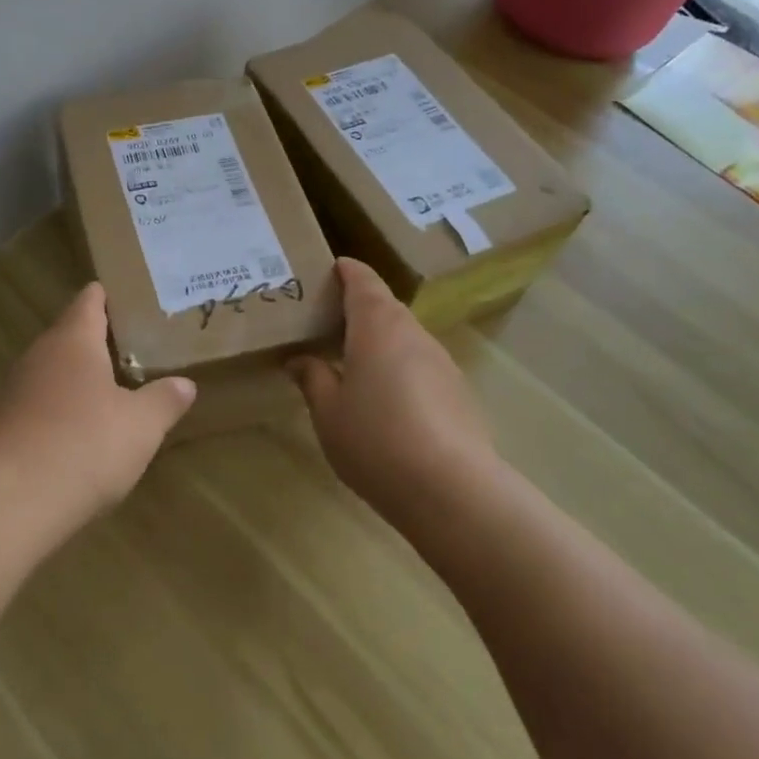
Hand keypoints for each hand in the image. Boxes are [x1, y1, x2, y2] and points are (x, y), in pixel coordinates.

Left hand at [0, 282, 195, 521]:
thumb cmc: (83, 446)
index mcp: (73, 341)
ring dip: (73, 382)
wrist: (6, 502)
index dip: (108, 296)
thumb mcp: (141, 426)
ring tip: (105, 396)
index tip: (129, 298)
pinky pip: (32, 408)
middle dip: (96, 344)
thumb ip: (164, 401)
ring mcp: (10, 391)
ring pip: (48, 374)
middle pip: (67, 337)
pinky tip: (71, 439)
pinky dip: (52, 414)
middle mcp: (37, 356)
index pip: (89, 301)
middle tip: (131, 352)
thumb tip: (184, 384)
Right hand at [287, 258, 490, 508]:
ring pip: (404, 337)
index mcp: (377, 325)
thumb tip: (299, 360)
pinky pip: (421, 365)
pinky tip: (387, 400)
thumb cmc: (376, 440)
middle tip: (327, 323)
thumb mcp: (328, 412)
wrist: (452, 490)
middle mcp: (413, 333)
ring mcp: (441, 362)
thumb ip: (313, 378)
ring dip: (380, 340)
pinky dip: (400, 368)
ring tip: (352, 362)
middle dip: (358, 308)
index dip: (346, 270)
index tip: (330, 269)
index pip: (363, 280)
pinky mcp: (458, 391)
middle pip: (385, 307)